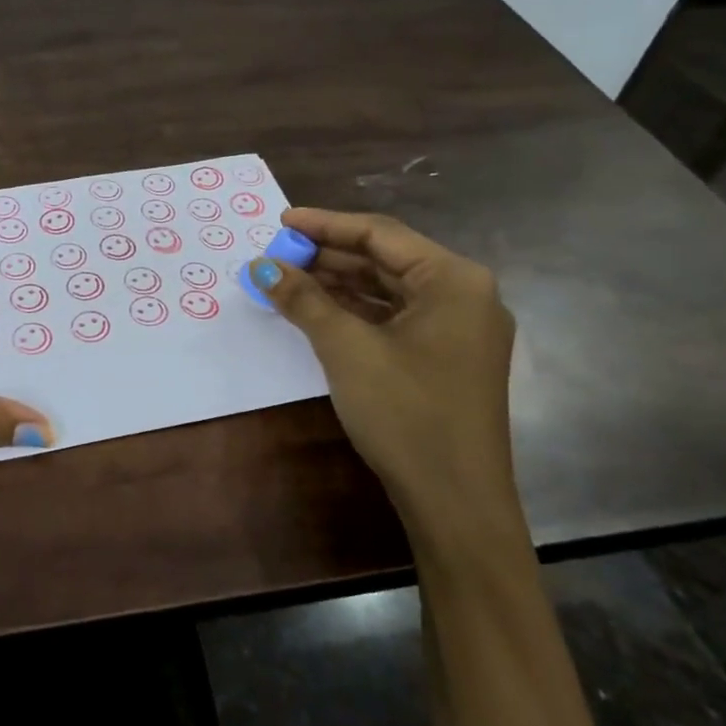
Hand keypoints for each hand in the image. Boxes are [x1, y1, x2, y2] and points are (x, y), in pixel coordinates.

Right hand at [248, 207, 520, 546]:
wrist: (455, 503)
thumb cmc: (406, 413)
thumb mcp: (347, 349)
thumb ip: (304, 300)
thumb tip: (260, 267)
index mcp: (454, 280)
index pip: (380, 234)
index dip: (325, 225)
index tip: (280, 222)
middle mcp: (464, 295)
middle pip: (386, 259)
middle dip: (329, 256)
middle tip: (278, 256)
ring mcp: (459, 330)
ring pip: (389, 290)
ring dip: (339, 284)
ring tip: (288, 280)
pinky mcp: (447, 358)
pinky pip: (396, 318)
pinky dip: (356, 312)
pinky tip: (319, 312)